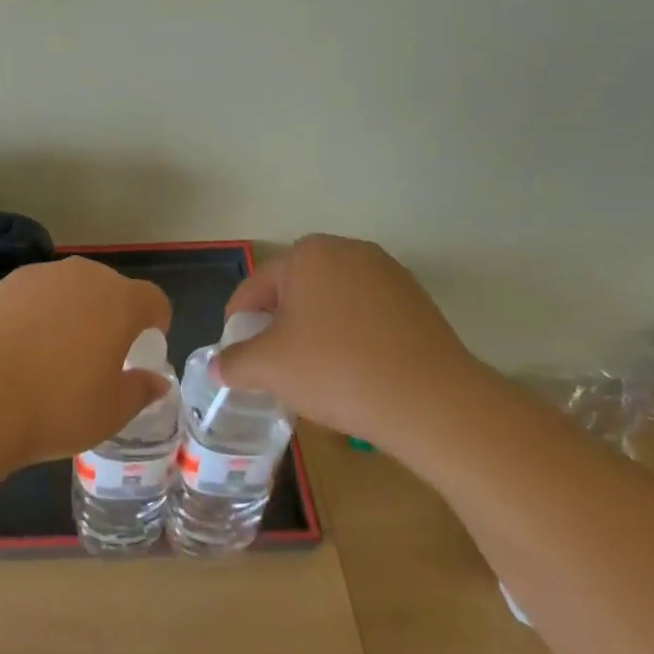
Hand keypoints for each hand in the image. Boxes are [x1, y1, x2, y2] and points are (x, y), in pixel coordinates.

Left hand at [0, 257, 172, 464]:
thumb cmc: (58, 406)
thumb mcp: (112, 412)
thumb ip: (140, 390)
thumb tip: (156, 381)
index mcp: (120, 301)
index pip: (153, 299)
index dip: (156, 321)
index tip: (145, 347)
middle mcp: (83, 276)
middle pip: (110, 287)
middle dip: (113, 314)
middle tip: (102, 353)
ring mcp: (41, 275)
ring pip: (70, 288)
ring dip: (73, 310)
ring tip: (58, 351)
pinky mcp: (5, 283)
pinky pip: (35, 294)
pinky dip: (38, 312)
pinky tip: (23, 346)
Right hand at [213, 235, 485, 450]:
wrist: (434, 404)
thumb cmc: (338, 370)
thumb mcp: (269, 368)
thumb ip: (234, 362)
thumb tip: (218, 367)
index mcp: (308, 253)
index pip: (255, 288)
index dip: (238, 326)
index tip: (238, 360)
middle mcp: (348, 250)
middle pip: (294, 292)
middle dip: (278, 328)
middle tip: (274, 369)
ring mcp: (388, 274)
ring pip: (330, 304)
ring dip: (314, 334)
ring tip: (314, 376)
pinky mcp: (416, 302)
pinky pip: (365, 317)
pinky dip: (350, 339)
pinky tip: (354, 374)